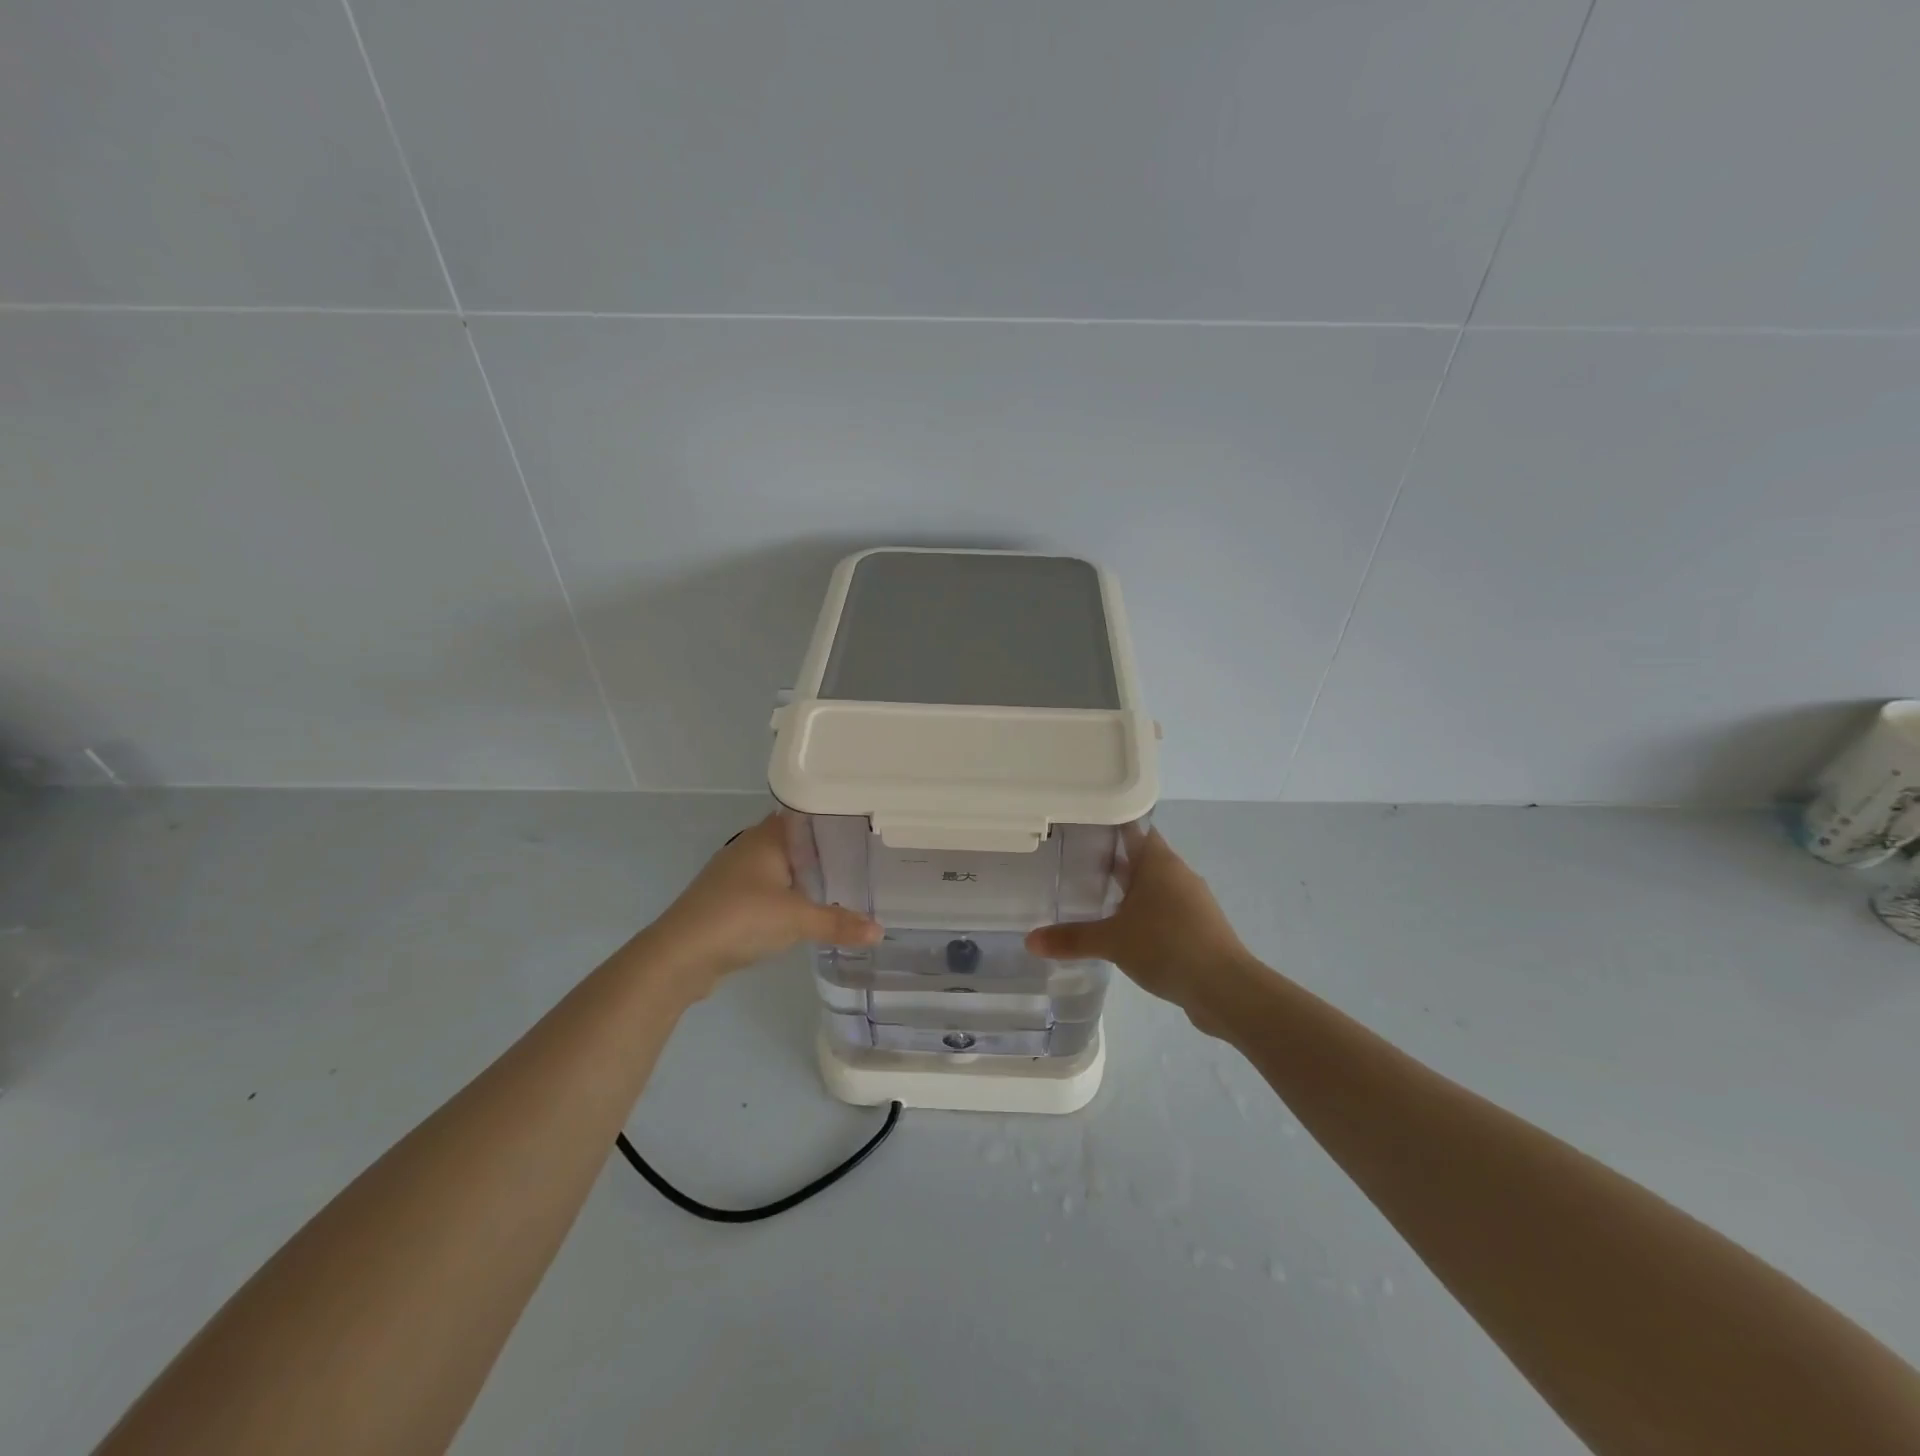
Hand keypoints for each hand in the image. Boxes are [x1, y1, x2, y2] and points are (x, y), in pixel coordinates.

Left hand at [644, 814, 880, 991]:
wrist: (679, 956)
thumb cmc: (740, 919)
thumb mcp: (797, 920)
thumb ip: (839, 923)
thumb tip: (880, 931)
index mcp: (767, 837)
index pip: (806, 814)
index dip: (834, 817)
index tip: (865, 825)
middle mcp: (751, 847)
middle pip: (796, 840)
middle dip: (826, 849)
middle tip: (866, 856)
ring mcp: (737, 874)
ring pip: (782, 865)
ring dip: (807, 874)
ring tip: (845, 881)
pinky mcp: (730, 899)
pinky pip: (770, 888)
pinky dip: (790, 895)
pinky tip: (809, 908)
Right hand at [1025, 828, 1254, 1019]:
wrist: (1225, 989)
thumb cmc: (1167, 947)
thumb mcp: (1112, 941)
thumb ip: (1071, 938)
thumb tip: (1029, 941)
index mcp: (1158, 861)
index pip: (1131, 828)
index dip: (1106, 825)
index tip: (1077, 828)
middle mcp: (1177, 873)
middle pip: (1140, 855)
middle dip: (1110, 859)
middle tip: (1072, 863)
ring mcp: (1191, 900)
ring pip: (1152, 884)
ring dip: (1127, 889)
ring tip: (1091, 896)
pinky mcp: (1198, 926)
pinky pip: (1163, 909)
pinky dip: (1142, 913)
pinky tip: (1121, 929)